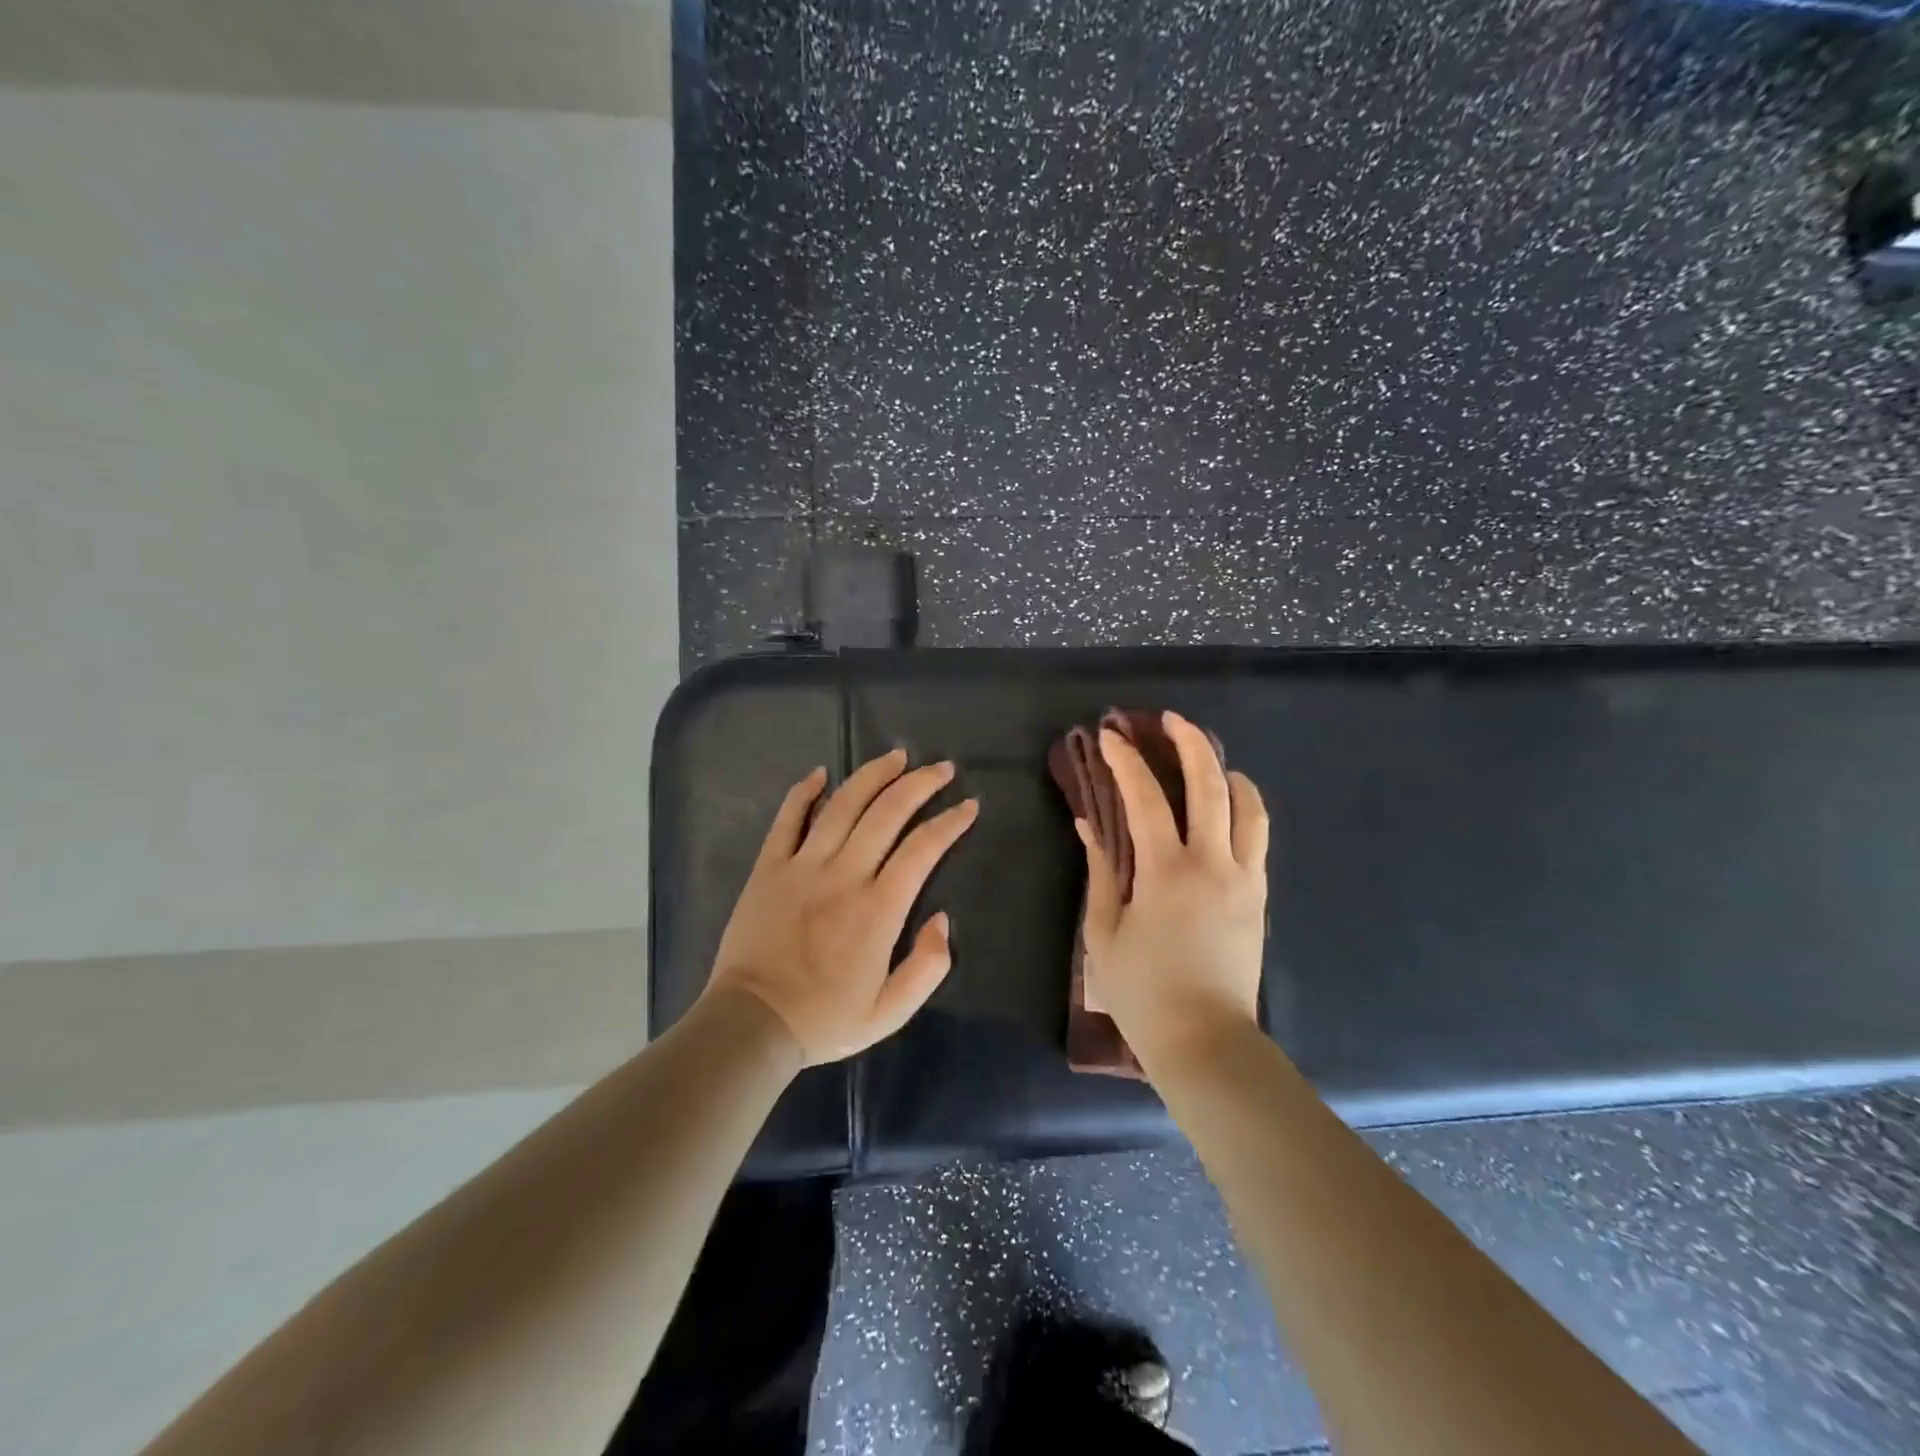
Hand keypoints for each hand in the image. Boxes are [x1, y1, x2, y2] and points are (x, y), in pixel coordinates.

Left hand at [704, 749, 978, 1066]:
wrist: (752, 1024)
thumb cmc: (825, 1020)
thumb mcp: (891, 1012)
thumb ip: (928, 967)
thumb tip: (941, 919)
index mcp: (879, 908)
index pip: (924, 848)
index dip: (950, 821)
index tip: (968, 805)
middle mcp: (844, 874)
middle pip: (888, 812)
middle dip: (920, 784)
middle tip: (941, 768)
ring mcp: (802, 866)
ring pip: (843, 805)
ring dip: (873, 775)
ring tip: (896, 757)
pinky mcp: (768, 868)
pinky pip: (787, 819)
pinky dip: (804, 792)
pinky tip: (820, 773)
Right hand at [1076, 711, 1269, 1070]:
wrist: (1206, 1041)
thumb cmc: (1142, 992)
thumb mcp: (1103, 934)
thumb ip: (1099, 873)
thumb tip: (1089, 825)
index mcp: (1166, 873)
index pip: (1146, 799)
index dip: (1125, 762)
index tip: (1109, 737)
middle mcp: (1212, 864)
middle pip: (1210, 785)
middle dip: (1190, 743)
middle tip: (1170, 721)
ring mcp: (1244, 878)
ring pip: (1248, 806)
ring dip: (1227, 771)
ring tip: (1207, 758)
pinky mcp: (1259, 896)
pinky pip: (1258, 837)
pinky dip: (1244, 808)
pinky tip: (1227, 806)